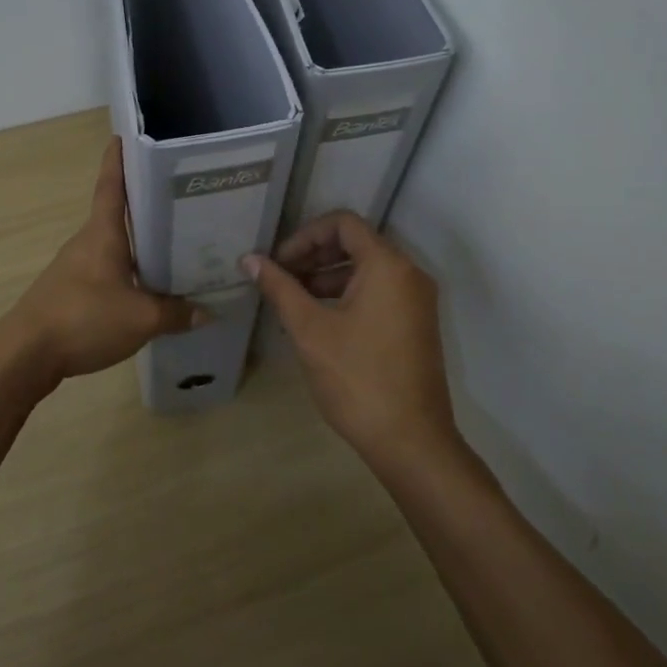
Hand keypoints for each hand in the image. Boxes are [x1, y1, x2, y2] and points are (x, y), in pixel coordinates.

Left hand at [5, 138, 205, 386]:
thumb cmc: (84, 318)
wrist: (26, 354)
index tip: (127, 137)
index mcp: (103, 233)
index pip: (111, 184)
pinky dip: (127, 269)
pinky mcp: (70, 291)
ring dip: (138, 242)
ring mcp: (75, 266)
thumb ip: (176, 314)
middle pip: (117, 214)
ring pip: (113, 245)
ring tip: (173, 245)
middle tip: (180, 198)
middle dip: (145, 204)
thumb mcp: (141, 319)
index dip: (119, 159)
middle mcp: (87, 241)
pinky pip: (106, 270)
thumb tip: (208, 311)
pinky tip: (146, 287)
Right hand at [245, 211, 456, 467]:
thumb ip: (280, 288)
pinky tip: (318, 320)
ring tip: (293, 300)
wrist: (411, 442)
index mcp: (387, 265)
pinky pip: (379, 291)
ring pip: (367, 269)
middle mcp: (408, 274)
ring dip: (327, 276)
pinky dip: (347, 294)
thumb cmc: (357, 379)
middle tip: (280, 278)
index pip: (343, 223)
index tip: (279, 263)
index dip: (305, 236)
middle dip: (313, 255)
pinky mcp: (416, 324)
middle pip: (356, 243)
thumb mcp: (309, 330)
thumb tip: (250, 259)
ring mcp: (416, 300)